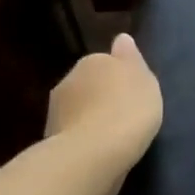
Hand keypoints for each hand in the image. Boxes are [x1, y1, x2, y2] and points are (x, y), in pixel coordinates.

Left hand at [46, 33, 163, 176]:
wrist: (92, 155)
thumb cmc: (127, 110)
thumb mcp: (143, 79)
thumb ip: (131, 59)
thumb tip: (121, 39)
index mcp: (93, 61)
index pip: (106, 62)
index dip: (119, 77)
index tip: (132, 94)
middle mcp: (69, 80)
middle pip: (89, 85)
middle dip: (100, 96)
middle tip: (123, 114)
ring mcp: (55, 111)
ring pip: (78, 109)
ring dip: (89, 118)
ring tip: (110, 137)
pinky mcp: (50, 141)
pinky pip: (73, 134)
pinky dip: (82, 139)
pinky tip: (97, 152)